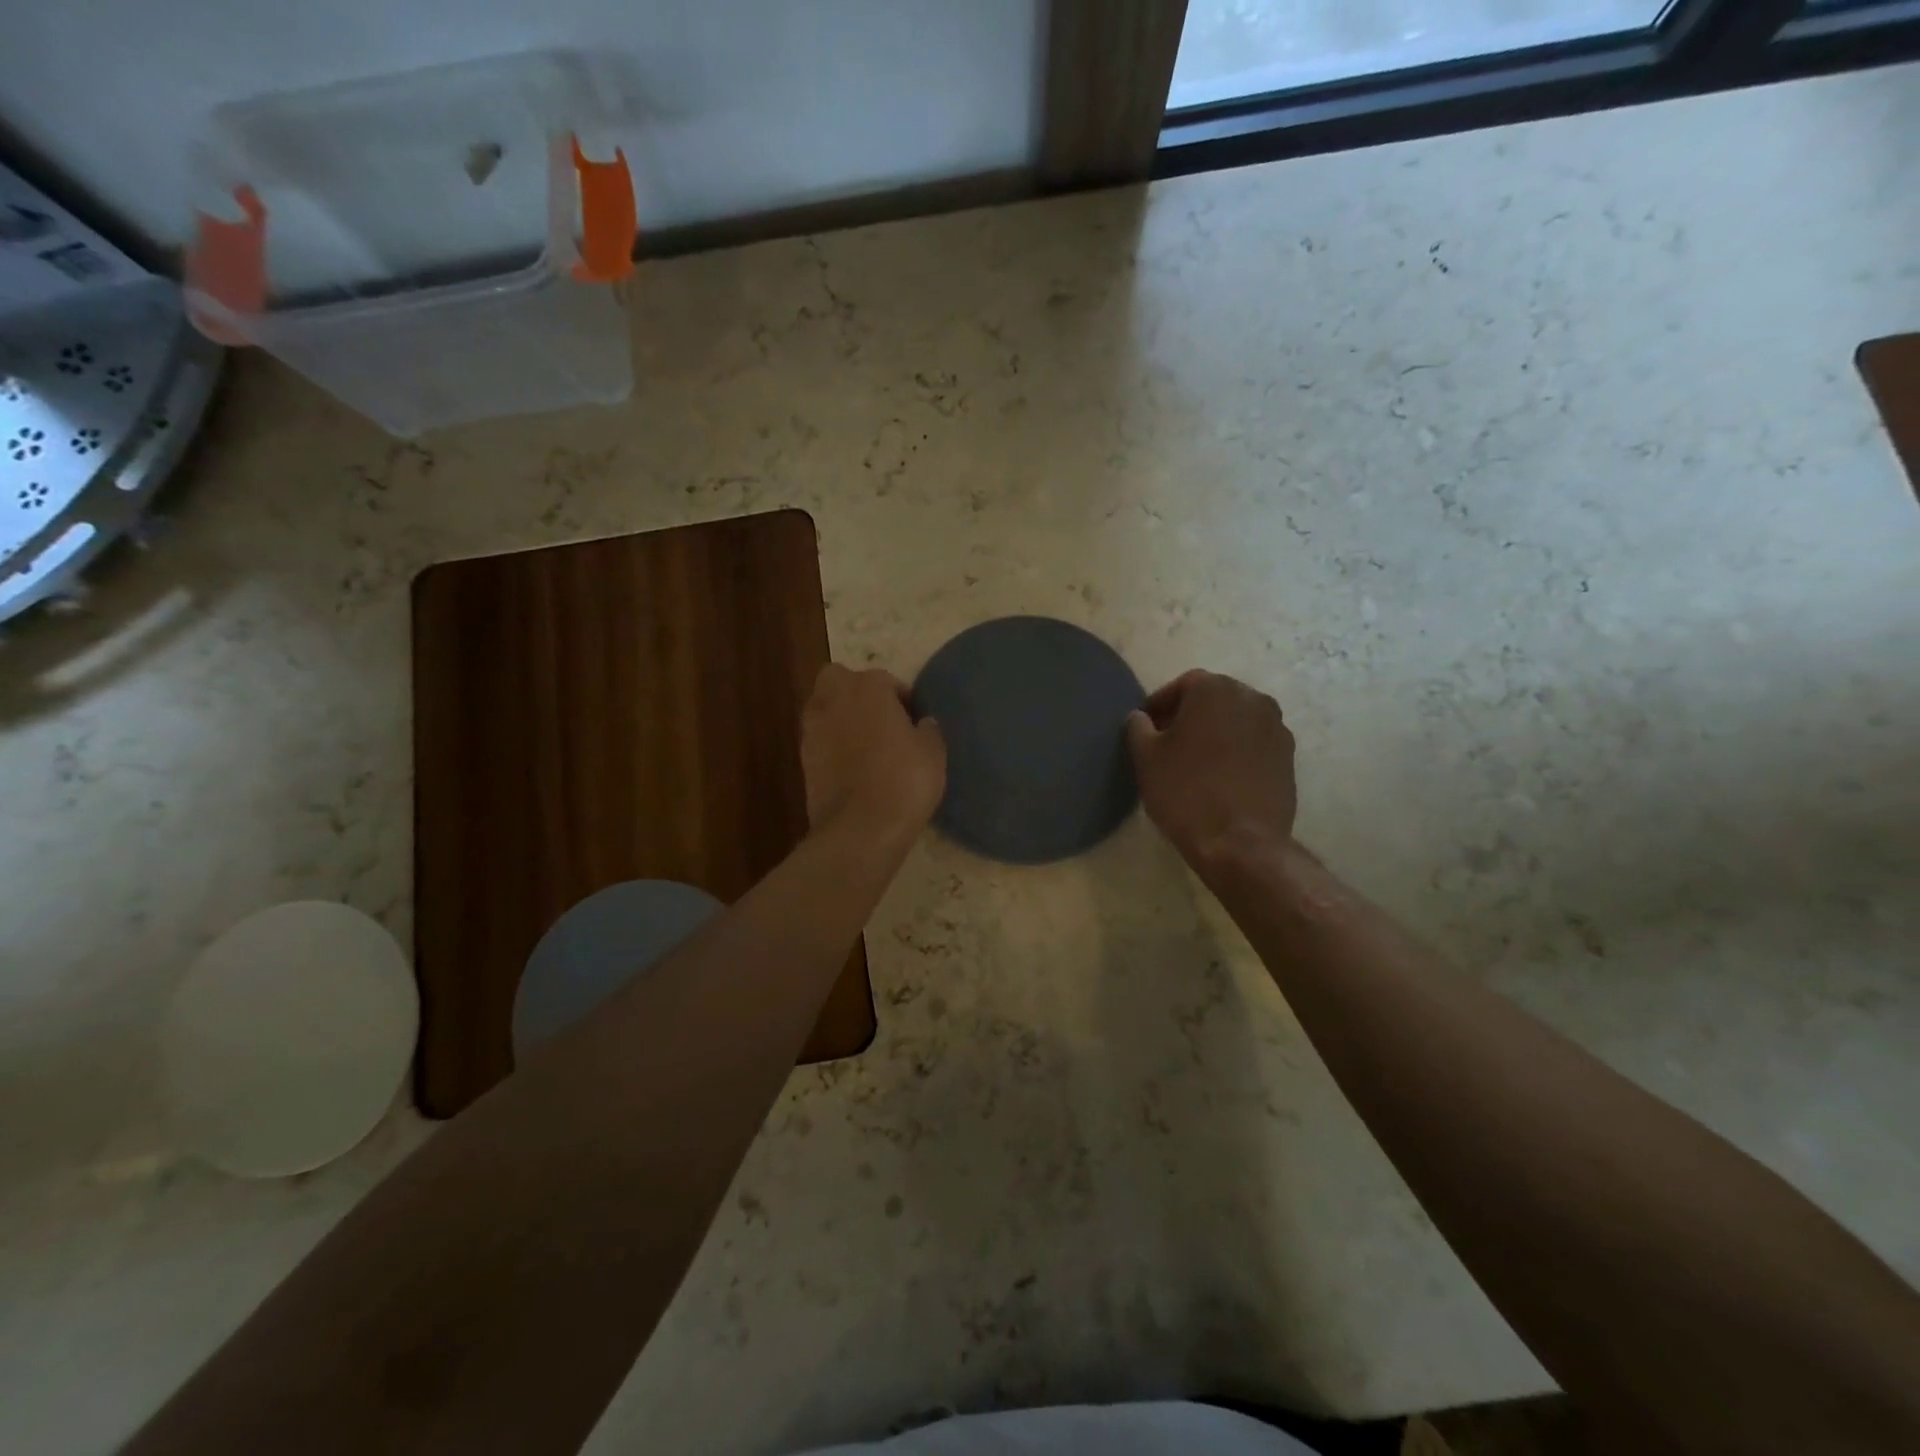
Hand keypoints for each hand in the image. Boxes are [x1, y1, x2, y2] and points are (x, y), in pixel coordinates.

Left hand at [802, 664, 946, 838]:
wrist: (861, 828)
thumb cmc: (904, 781)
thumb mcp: (933, 753)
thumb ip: (928, 730)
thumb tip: (922, 723)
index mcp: (868, 688)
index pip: (885, 680)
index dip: (901, 699)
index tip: (913, 721)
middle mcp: (834, 699)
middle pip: (838, 679)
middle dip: (855, 691)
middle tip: (880, 719)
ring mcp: (813, 728)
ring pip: (823, 707)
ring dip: (840, 717)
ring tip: (865, 744)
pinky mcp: (802, 758)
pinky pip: (819, 739)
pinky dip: (831, 744)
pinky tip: (851, 766)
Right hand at [1127, 670, 1296, 869]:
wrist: (1240, 842)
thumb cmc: (1185, 791)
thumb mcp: (1146, 757)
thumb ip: (1138, 727)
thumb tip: (1141, 717)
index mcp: (1215, 689)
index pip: (1182, 685)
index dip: (1160, 705)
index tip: (1146, 728)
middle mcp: (1252, 698)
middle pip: (1213, 699)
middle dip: (1189, 715)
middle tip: (1168, 742)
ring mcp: (1276, 727)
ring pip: (1236, 721)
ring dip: (1215, 732)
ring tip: (1195, 761)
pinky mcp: (1288, 757)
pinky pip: (1254, 744)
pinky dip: (1236, 751)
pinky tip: (1220, 777)